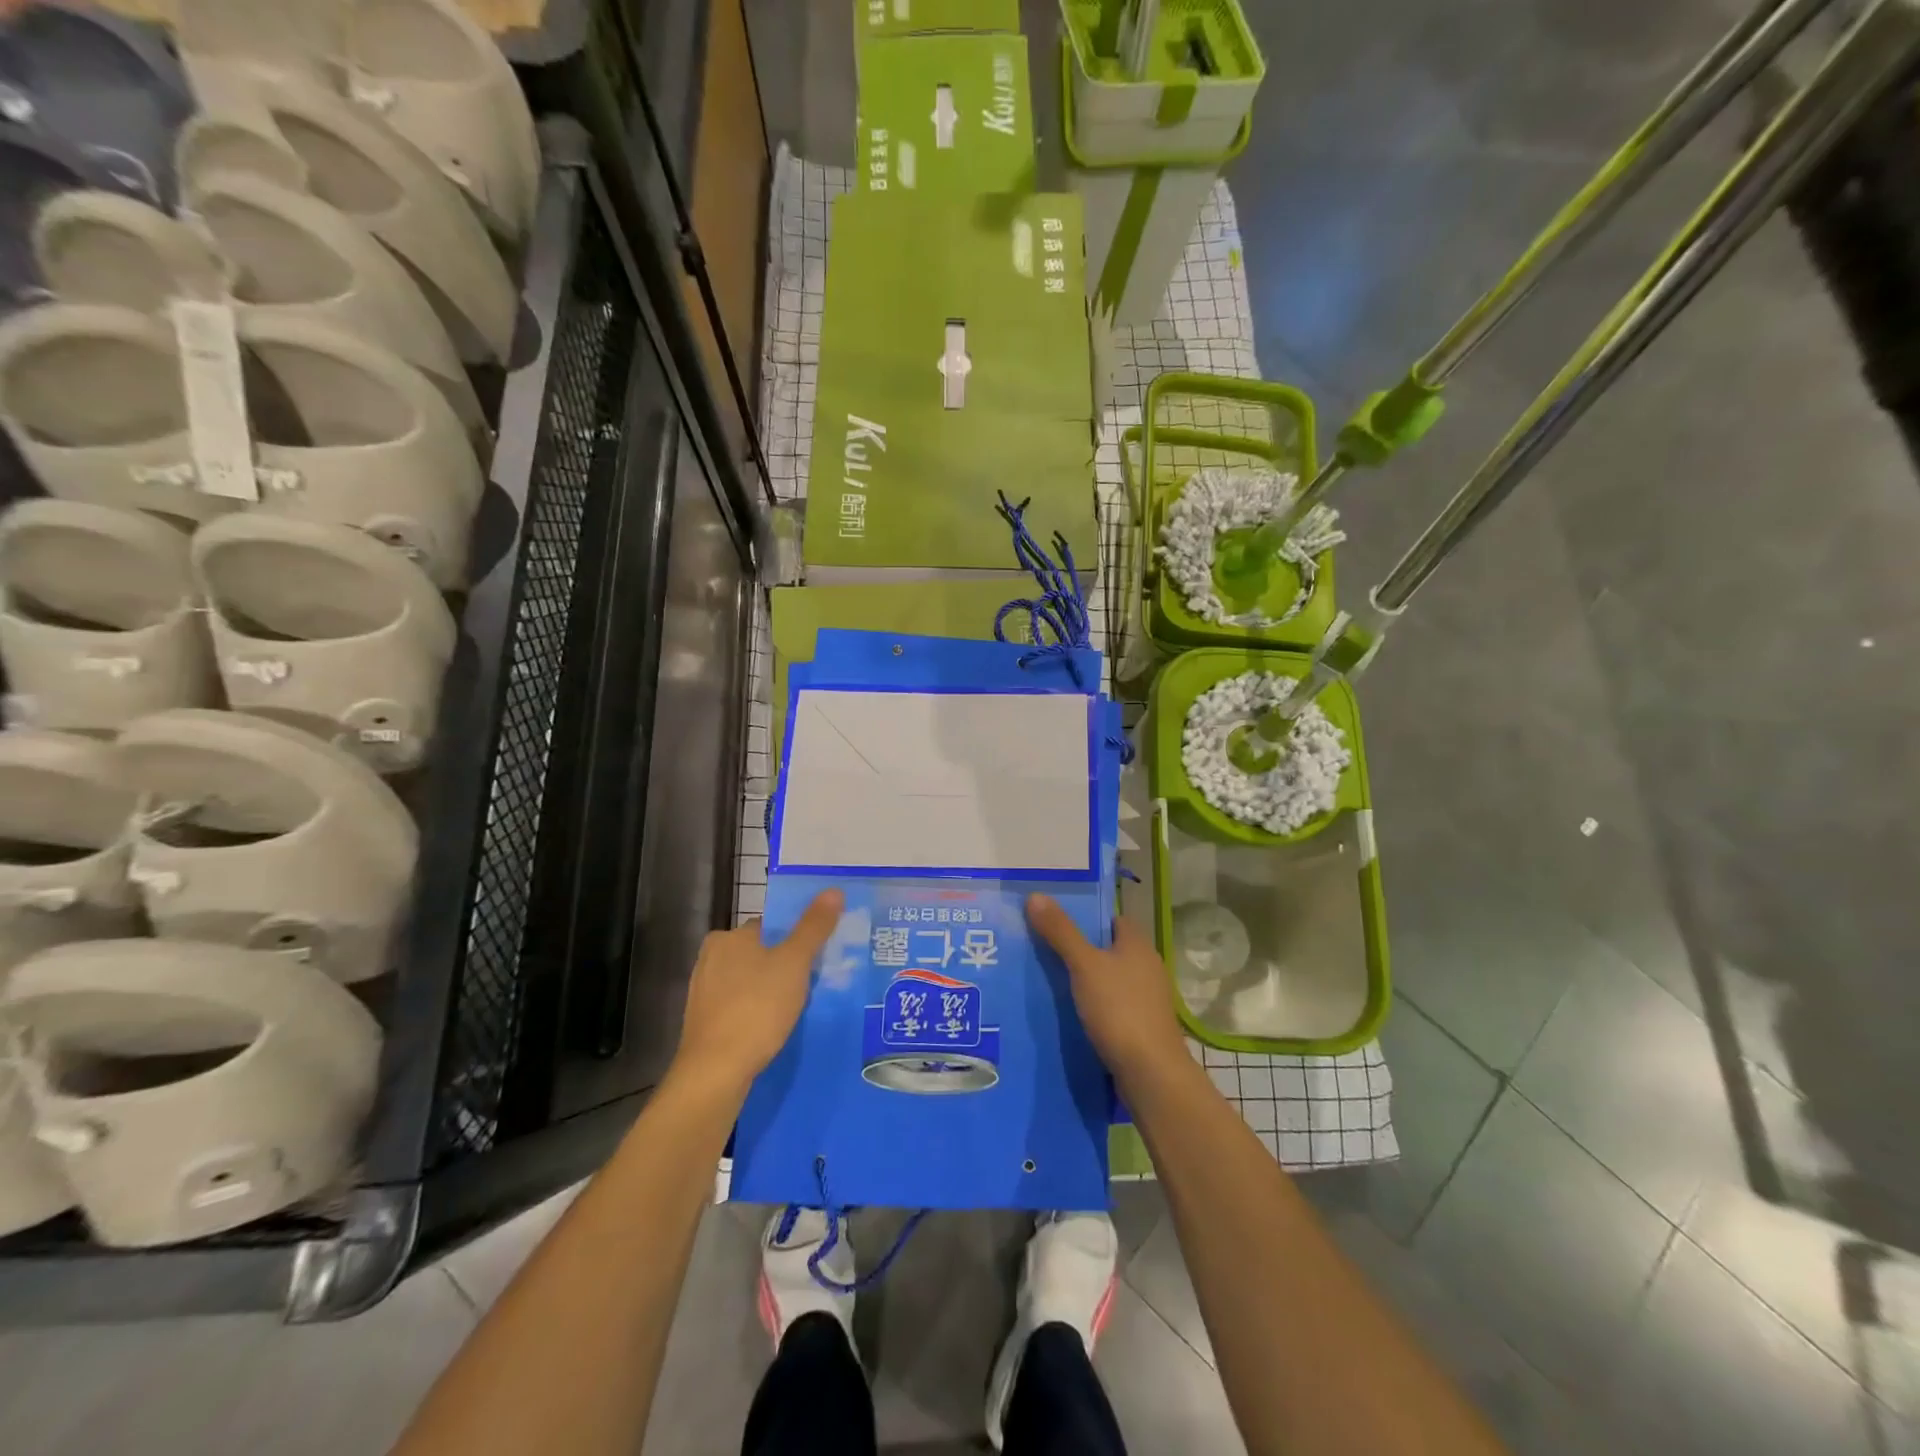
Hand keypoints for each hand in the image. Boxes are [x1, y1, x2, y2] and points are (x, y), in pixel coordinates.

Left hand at [673, 890, 843, 1093]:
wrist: (715, 1073)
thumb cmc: (757, 1008)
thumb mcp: (794, 963)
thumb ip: (814, 927)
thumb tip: (833, 890)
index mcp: (728, 937)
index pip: (770, 926)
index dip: (796, 938)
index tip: (818, 956)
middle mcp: (710, 958)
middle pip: (759, 954)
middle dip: (784, 966)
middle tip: (814, 983)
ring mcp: (703, 993)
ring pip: (749, 982)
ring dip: (771, 991)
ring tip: (798, 1008)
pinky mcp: (703, 1023)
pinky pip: (739, 1007)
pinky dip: (756, 1012)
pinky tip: (773, 1028)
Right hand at [1027, 895, 1188, 1082]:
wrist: (1150, 1074)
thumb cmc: (1120, 1010)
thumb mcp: (1084, 965)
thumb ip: (1061, 931)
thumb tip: (1036, 895)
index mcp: (1138, 945)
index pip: (1112, 919)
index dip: (1086, 917)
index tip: (1054, 920)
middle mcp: (1146, 967)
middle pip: (1108, 949)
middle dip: (1078, 949)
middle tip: (1041, 949)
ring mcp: (1146, 1000)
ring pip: (1108, 980)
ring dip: (1084, 980)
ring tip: (1046, 980)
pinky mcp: (1140, 1027)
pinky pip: (1110, 1006)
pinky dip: (1092, 1006)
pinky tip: (1067, 1013)